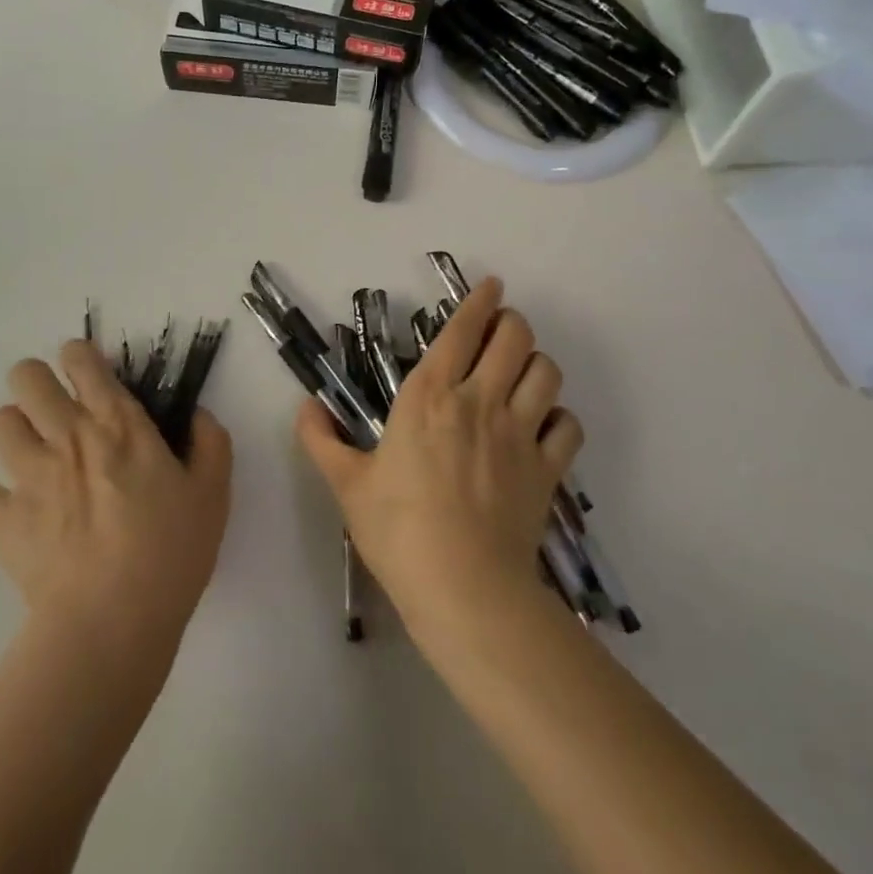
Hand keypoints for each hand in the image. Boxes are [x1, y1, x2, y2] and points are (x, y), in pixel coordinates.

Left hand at [0, 340, 232, 651]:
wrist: (111, 622)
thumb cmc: (171, 551)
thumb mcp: (213, 493)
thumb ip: (210, 443)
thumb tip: (197, 415)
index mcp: (118, 424)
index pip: (82, 360)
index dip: (79, 357)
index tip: (88, 374)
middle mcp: (68, 436)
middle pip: (26, 377)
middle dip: (37, 382)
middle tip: (55, 411)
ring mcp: (28, 476)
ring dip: (15, 432)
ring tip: (34, 456)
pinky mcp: (2, 520)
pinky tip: (15, 510)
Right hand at [295, 278, 582, 639]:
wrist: (463, 588)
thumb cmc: (398, 530)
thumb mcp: (346, 484)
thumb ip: (320, 439)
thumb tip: (305, 406)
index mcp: (430, 396)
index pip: (462, 330)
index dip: (479, 301)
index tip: (491, 285)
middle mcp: (480, 401)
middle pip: (515, 337)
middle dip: (511, 322)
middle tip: (501, 329)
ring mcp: (519, 433)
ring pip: (547, 372)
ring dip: (536, 362)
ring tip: (521, 371)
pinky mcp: (546, 469)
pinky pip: (567, 425)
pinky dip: (559, 418)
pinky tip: (545, 426)